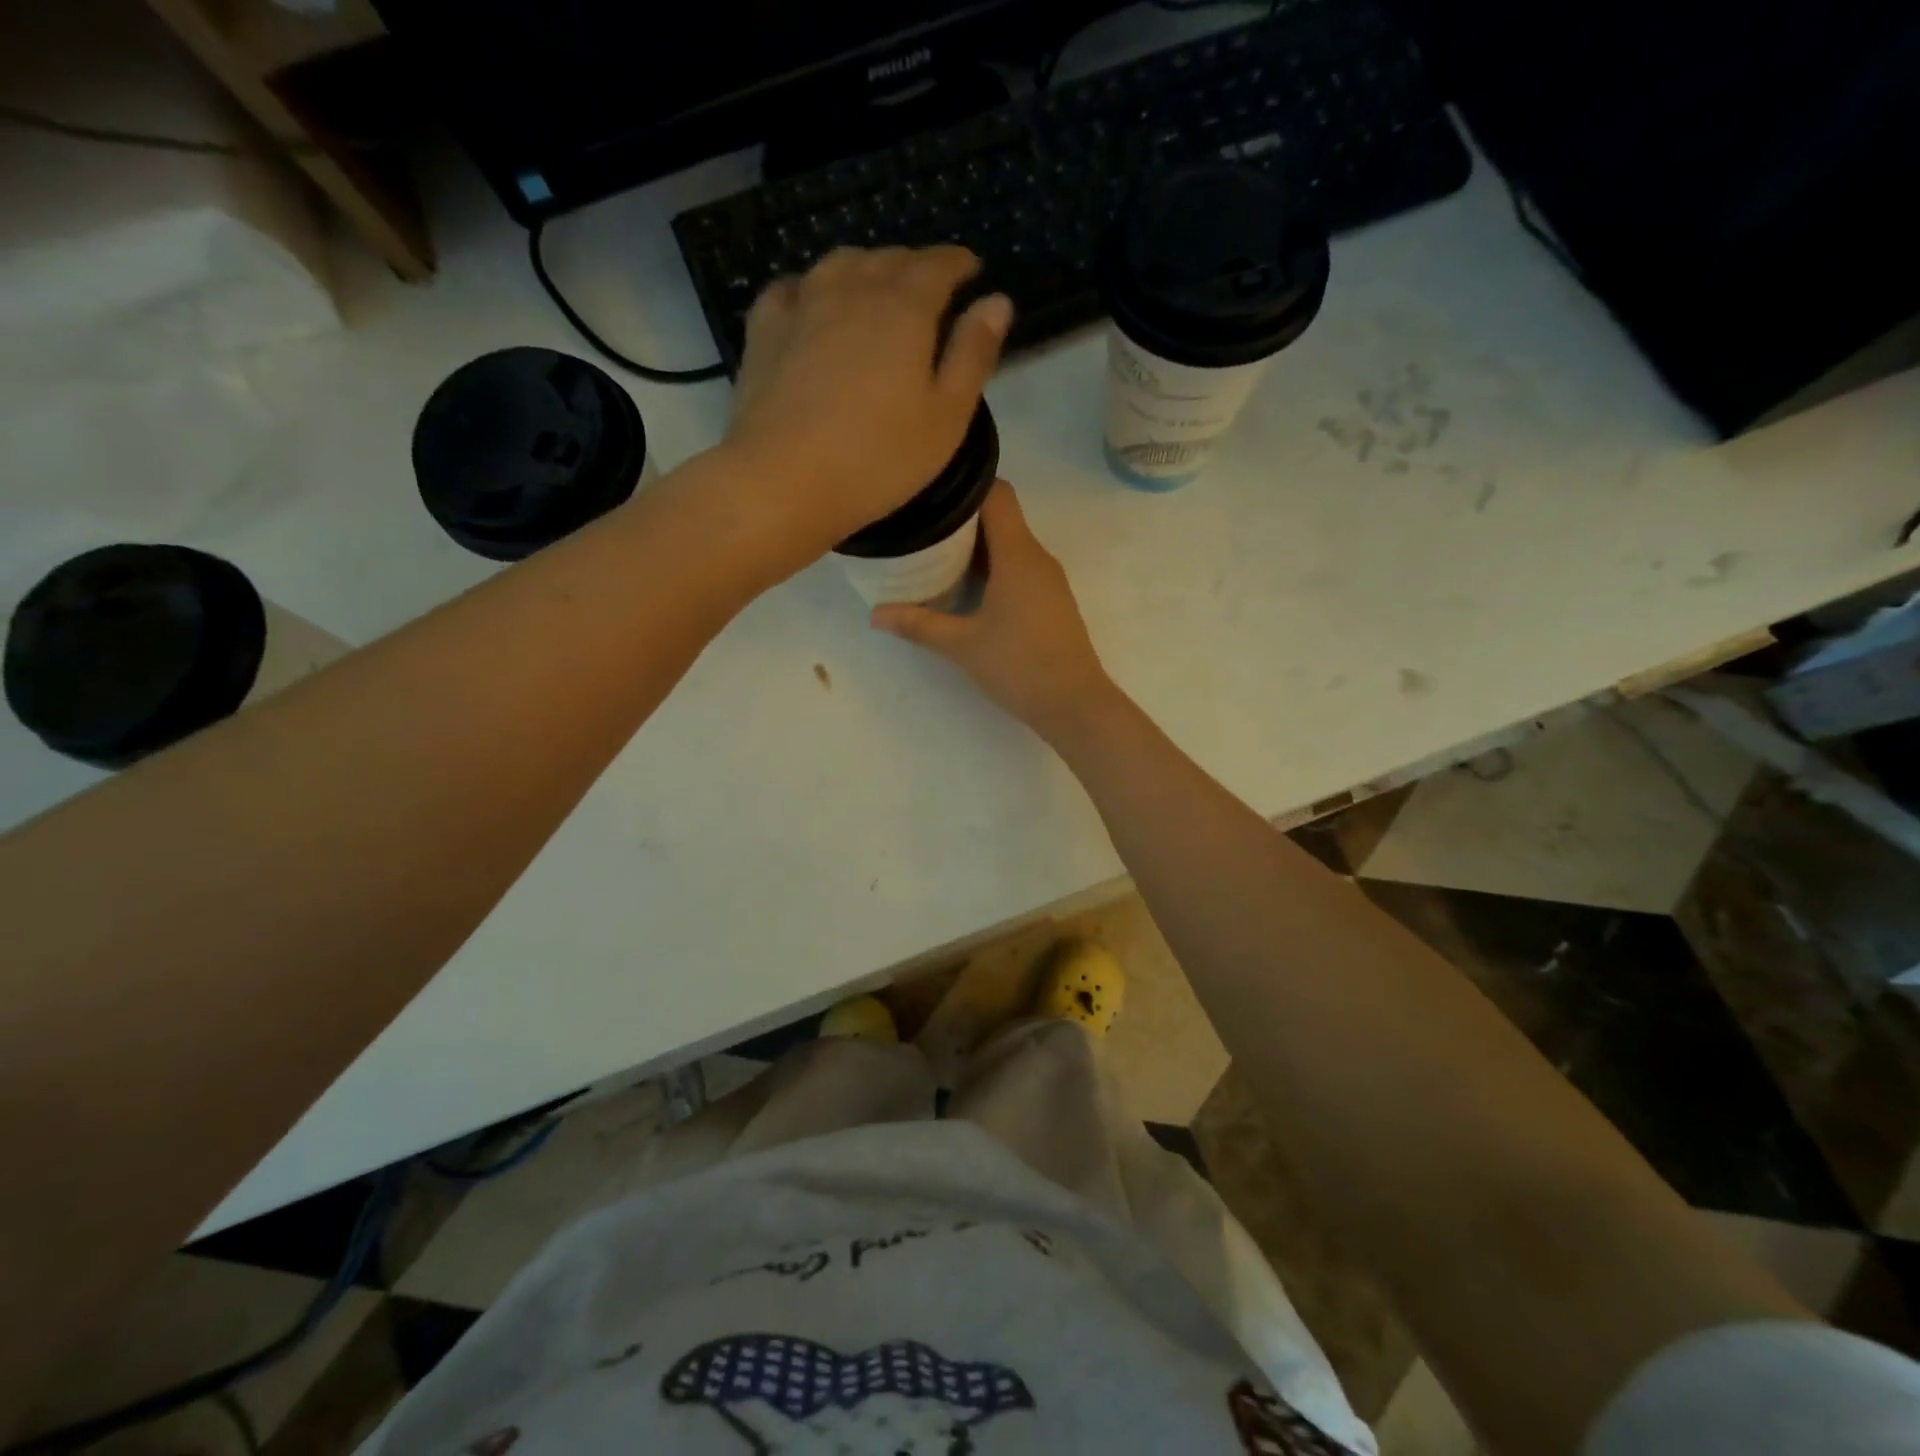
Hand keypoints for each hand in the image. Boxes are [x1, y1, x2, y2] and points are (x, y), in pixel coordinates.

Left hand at [724, 246, 1011, 565]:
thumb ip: (973, 355)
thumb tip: (997, 302)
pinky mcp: (764, 330)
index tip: (971, 270)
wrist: (783, 482)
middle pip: (889, 259)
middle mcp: (852, 289)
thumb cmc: (878, 459)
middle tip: (930, 286)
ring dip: (867, 268)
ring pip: (840, 264)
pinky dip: (813, 286)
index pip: (938, 265)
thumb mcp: (946, 418)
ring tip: (878, 290)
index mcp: (904, 308)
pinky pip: (793, 288)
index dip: (959, 264)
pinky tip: (815, 305)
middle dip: (915, 265)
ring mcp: (802, 305)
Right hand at [871, 481, 1120, 742]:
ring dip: (977, 547)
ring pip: (1010, 544)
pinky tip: (967, 590)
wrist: (1074, 704)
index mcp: (1018, 554)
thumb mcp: (962, 645)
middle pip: (1001, 517)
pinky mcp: (1051, 600)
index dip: (965, 486)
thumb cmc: (1019, 666)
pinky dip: (993, 568)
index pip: (997, 494)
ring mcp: (1048, 579)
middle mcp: (1037, 557)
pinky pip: (1019, 567)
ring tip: (936, 558)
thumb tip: (875, 614)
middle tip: (922, 530)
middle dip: (962, 519)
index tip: (931, 496)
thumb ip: (919, 624)